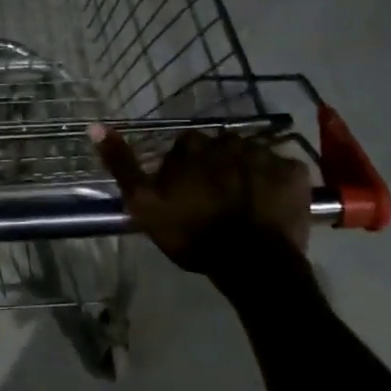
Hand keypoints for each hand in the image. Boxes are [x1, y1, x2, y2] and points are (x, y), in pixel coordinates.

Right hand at [92, 125, 312, 271]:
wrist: (251, 263)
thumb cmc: (192, 234)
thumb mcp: (143, 204)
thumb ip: (121, 165)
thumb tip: (95, 126)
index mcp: (193, 146)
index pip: (185, 147)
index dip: (184, 170)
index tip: (185, 194)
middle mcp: (229, 139)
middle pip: (220, 149)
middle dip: (217, 167)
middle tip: (216, 200)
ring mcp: (266, 153)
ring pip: (252, 157)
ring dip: (246, 173)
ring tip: (244, 205)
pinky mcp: (295, 172)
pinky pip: (283, 170)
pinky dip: (277, 183)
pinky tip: (271, 205)